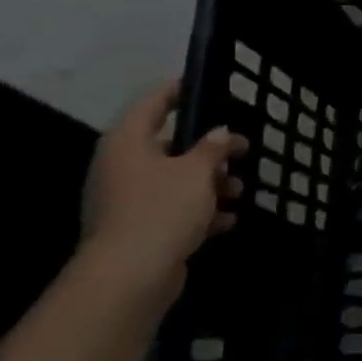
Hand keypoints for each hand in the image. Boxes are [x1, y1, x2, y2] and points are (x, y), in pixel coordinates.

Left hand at [78, 80, 247, 308]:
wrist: (130, 276)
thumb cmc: (162, 209)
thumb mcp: (197, 172)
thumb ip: (213, 148)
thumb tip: (221, 134)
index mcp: (128, 143)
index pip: (153, 104)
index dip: (177, 91)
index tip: (200, 84)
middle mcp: (122, 167)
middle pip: (168, 146)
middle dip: (207, 151)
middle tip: (239, 150)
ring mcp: (126, 201)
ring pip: (174, 181)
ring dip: (209, 184)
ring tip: (240, 191)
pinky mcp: (137, 230)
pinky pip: (172, 210)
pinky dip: (199, 212)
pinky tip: (227, 220)